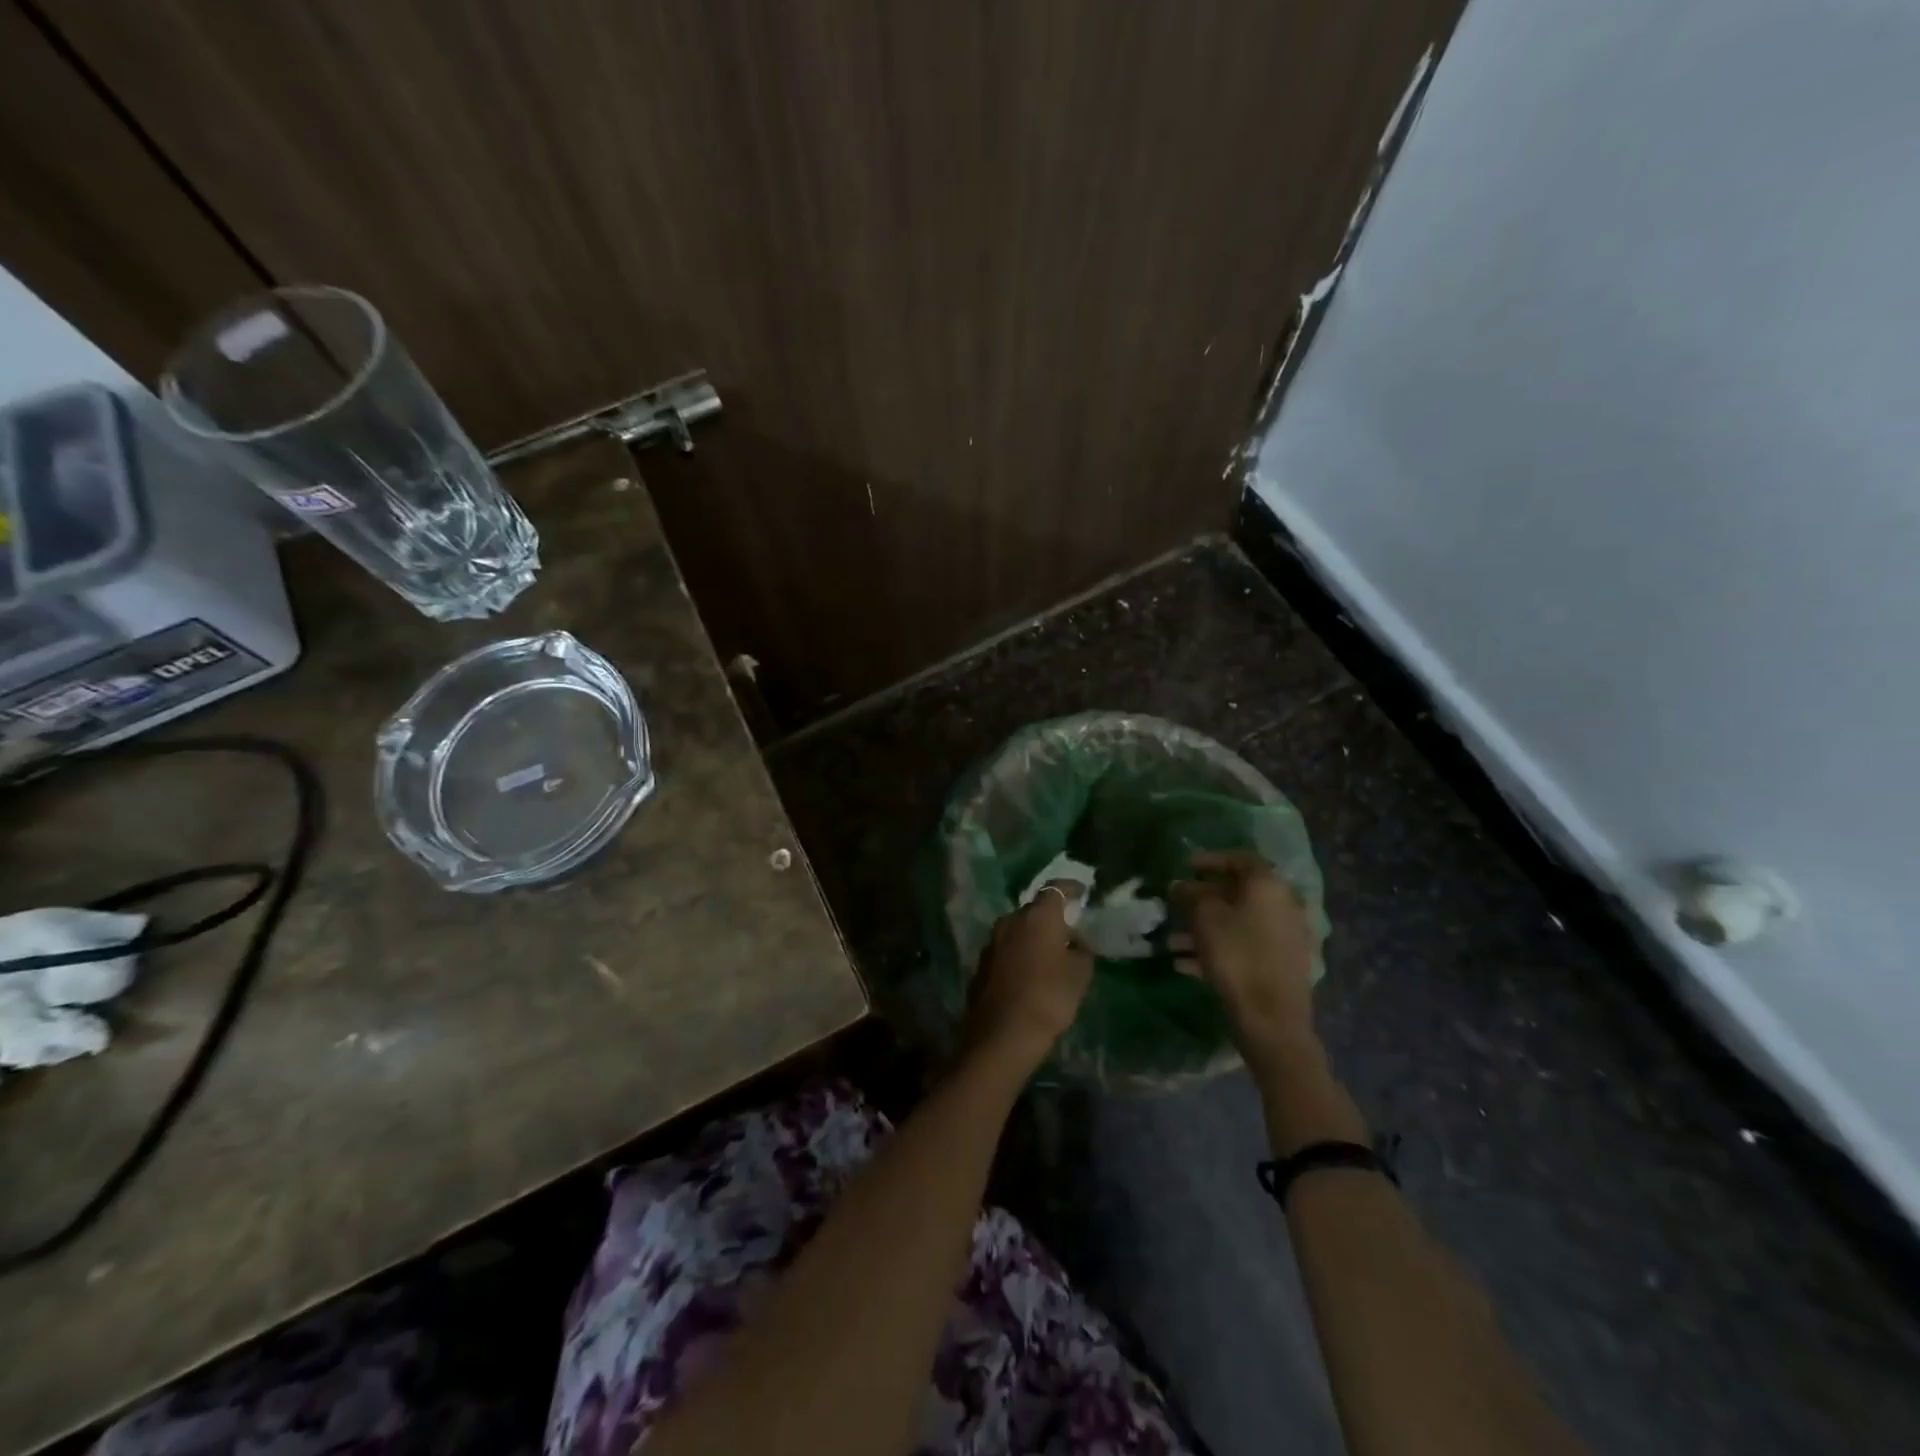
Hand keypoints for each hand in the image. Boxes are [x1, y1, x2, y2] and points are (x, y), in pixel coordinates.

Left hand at [964, 883, 1092, 1071]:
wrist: (1001, 1036)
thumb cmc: (1048, 998)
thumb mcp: (1079, 975)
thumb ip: (1081, 951)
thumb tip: (1075, 941)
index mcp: (1037, 916)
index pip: (1056, 889)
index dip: (1071, 889)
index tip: (1083, 893)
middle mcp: (1010, 920)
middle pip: (1034, 911)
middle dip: (1052, 918)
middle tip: (1070, 933)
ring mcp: (992, 942)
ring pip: (1018, 930)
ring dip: (1034, 937)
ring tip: (1051, 955)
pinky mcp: (982, 964)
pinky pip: (1007, 950)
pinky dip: (1020, 954)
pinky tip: (1031, 973)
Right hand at [1170, 851, 1318, 1061]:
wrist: (1272, 1019)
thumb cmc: (1236, 956)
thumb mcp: (1204, 917)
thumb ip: (1190, 894)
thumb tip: (1180, 885)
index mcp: (1269, 886)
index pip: (1240, 859)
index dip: (1210, 859)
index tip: (1185, 866)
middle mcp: (1285, 905)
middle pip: (1239, 893)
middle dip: (1203, 899)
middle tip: (1176, 905)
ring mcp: (1287, 937)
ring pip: (1239, 923)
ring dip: (1206, 928)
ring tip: (1173, 942)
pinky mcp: (1283, 965)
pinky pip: (1246, 947)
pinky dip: (1219, 949)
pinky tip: (1187, 965)